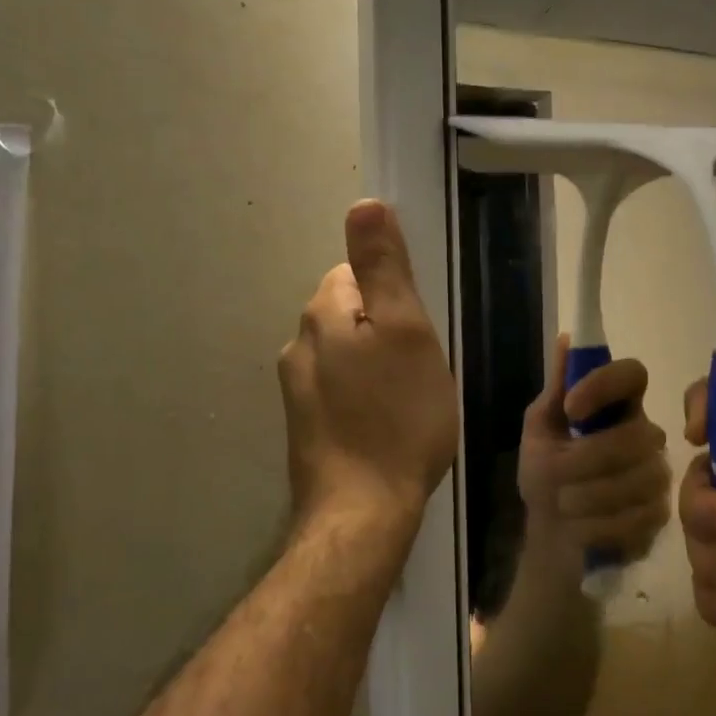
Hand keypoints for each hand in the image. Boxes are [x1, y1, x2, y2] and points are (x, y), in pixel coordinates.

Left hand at [278, 201, 457, 531]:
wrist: (362, 512)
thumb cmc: (398, 415)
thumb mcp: (406, 330)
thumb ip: (384, 267)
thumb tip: (363, 204)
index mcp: (322, 314)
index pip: (354, 272)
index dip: (393, 295)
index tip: (418, 330)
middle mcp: (298, 345)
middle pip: (349, 314)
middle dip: (385, 330)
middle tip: (419, 368)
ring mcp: (296, 391)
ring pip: (345, 355)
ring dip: (375, 365)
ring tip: (407, 400)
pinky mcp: (305, 428)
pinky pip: (340, 391)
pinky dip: (364, 398)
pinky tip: (385, 426)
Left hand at [516, 335, 670, 573]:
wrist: (553, 535)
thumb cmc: (546, 474)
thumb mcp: (540, 429)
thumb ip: (556, 388)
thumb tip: (566, 338)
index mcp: (617, 405)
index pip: (633, 374)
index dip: (604, 386)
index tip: (571, 408)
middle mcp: (645, 433)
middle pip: (636, 435)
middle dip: (586, 460)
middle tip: (556, 477)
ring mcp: (658, 474)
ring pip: (638, 479)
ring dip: (588, 497)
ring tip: (565, 506)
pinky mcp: (661, 514)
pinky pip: (639, 517)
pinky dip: (600, 526)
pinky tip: (583, 529)